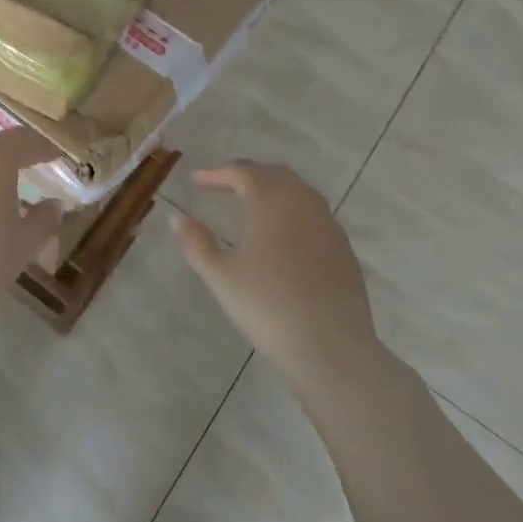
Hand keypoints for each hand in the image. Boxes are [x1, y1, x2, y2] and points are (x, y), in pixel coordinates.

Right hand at [171, 161, 383, 391]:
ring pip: (300, 193)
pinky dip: (294, 212)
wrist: (331, 348)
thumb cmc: (268, 306)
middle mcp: (304, 205)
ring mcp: (329, 227)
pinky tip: (283, 237)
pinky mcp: (345, 251)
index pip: (243, 173)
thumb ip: (197, 243)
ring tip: (252, 206)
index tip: (196, 179)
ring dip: (274, 191)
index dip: (217, 173)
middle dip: (247, 175)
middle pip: (275, 175)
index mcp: (272, 203)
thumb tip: (178, 219)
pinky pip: (315, 216)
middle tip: (223, 185)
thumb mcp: (221, 276)